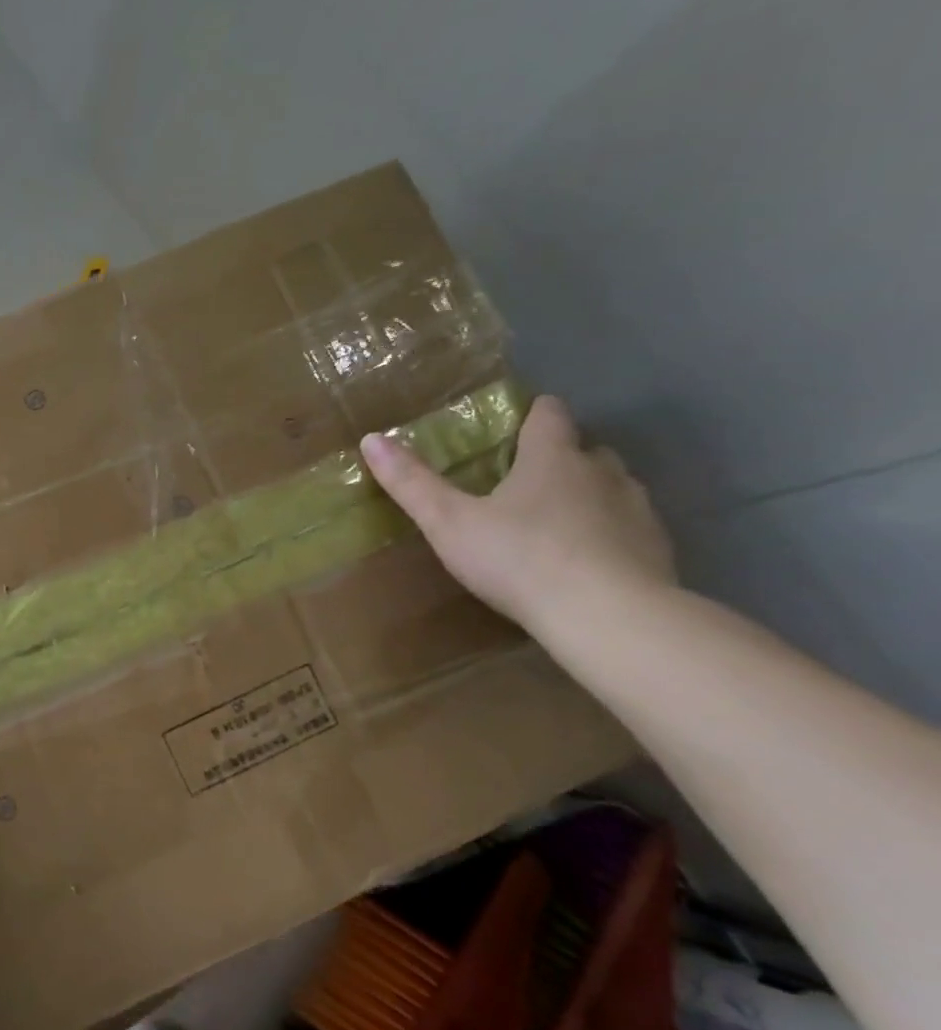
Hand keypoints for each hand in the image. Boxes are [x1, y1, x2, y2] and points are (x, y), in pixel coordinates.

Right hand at [359, 394, 675, 635]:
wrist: (608, 616)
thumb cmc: (519, 558)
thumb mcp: (449, 522)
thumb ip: (412, 483)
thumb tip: (371, 439)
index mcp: (552, 459)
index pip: (549, 415)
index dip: (533, 413)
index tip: (516, 421)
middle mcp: (601, 474)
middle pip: (586, 449)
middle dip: (560, 457)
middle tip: (524, 479)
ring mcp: (636, 511)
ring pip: (613, 488)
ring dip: (588, 495)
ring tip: (554, 521)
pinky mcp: (657, 550)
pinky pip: (630, 529)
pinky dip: (608, 534)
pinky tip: (585, 562)